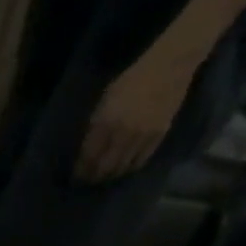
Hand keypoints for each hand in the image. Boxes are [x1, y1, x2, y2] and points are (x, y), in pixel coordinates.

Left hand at [75, 43, 197, 183]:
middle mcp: (123, 133)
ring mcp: (142, 136)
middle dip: (93, 177)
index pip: (88, 158)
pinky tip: (124, 167)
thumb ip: (94, 127)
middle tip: (89, 180)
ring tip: (105, 176)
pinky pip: (140, 161)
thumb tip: (85, 151)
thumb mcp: (103, 102)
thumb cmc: (131, 80)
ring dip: (111, 175)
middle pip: (104, 168)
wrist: (169, 65)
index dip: (80, 172)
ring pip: (122, 168)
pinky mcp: (159, 135)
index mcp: (105, 123)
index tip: (76, 177)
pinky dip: (130, 167)